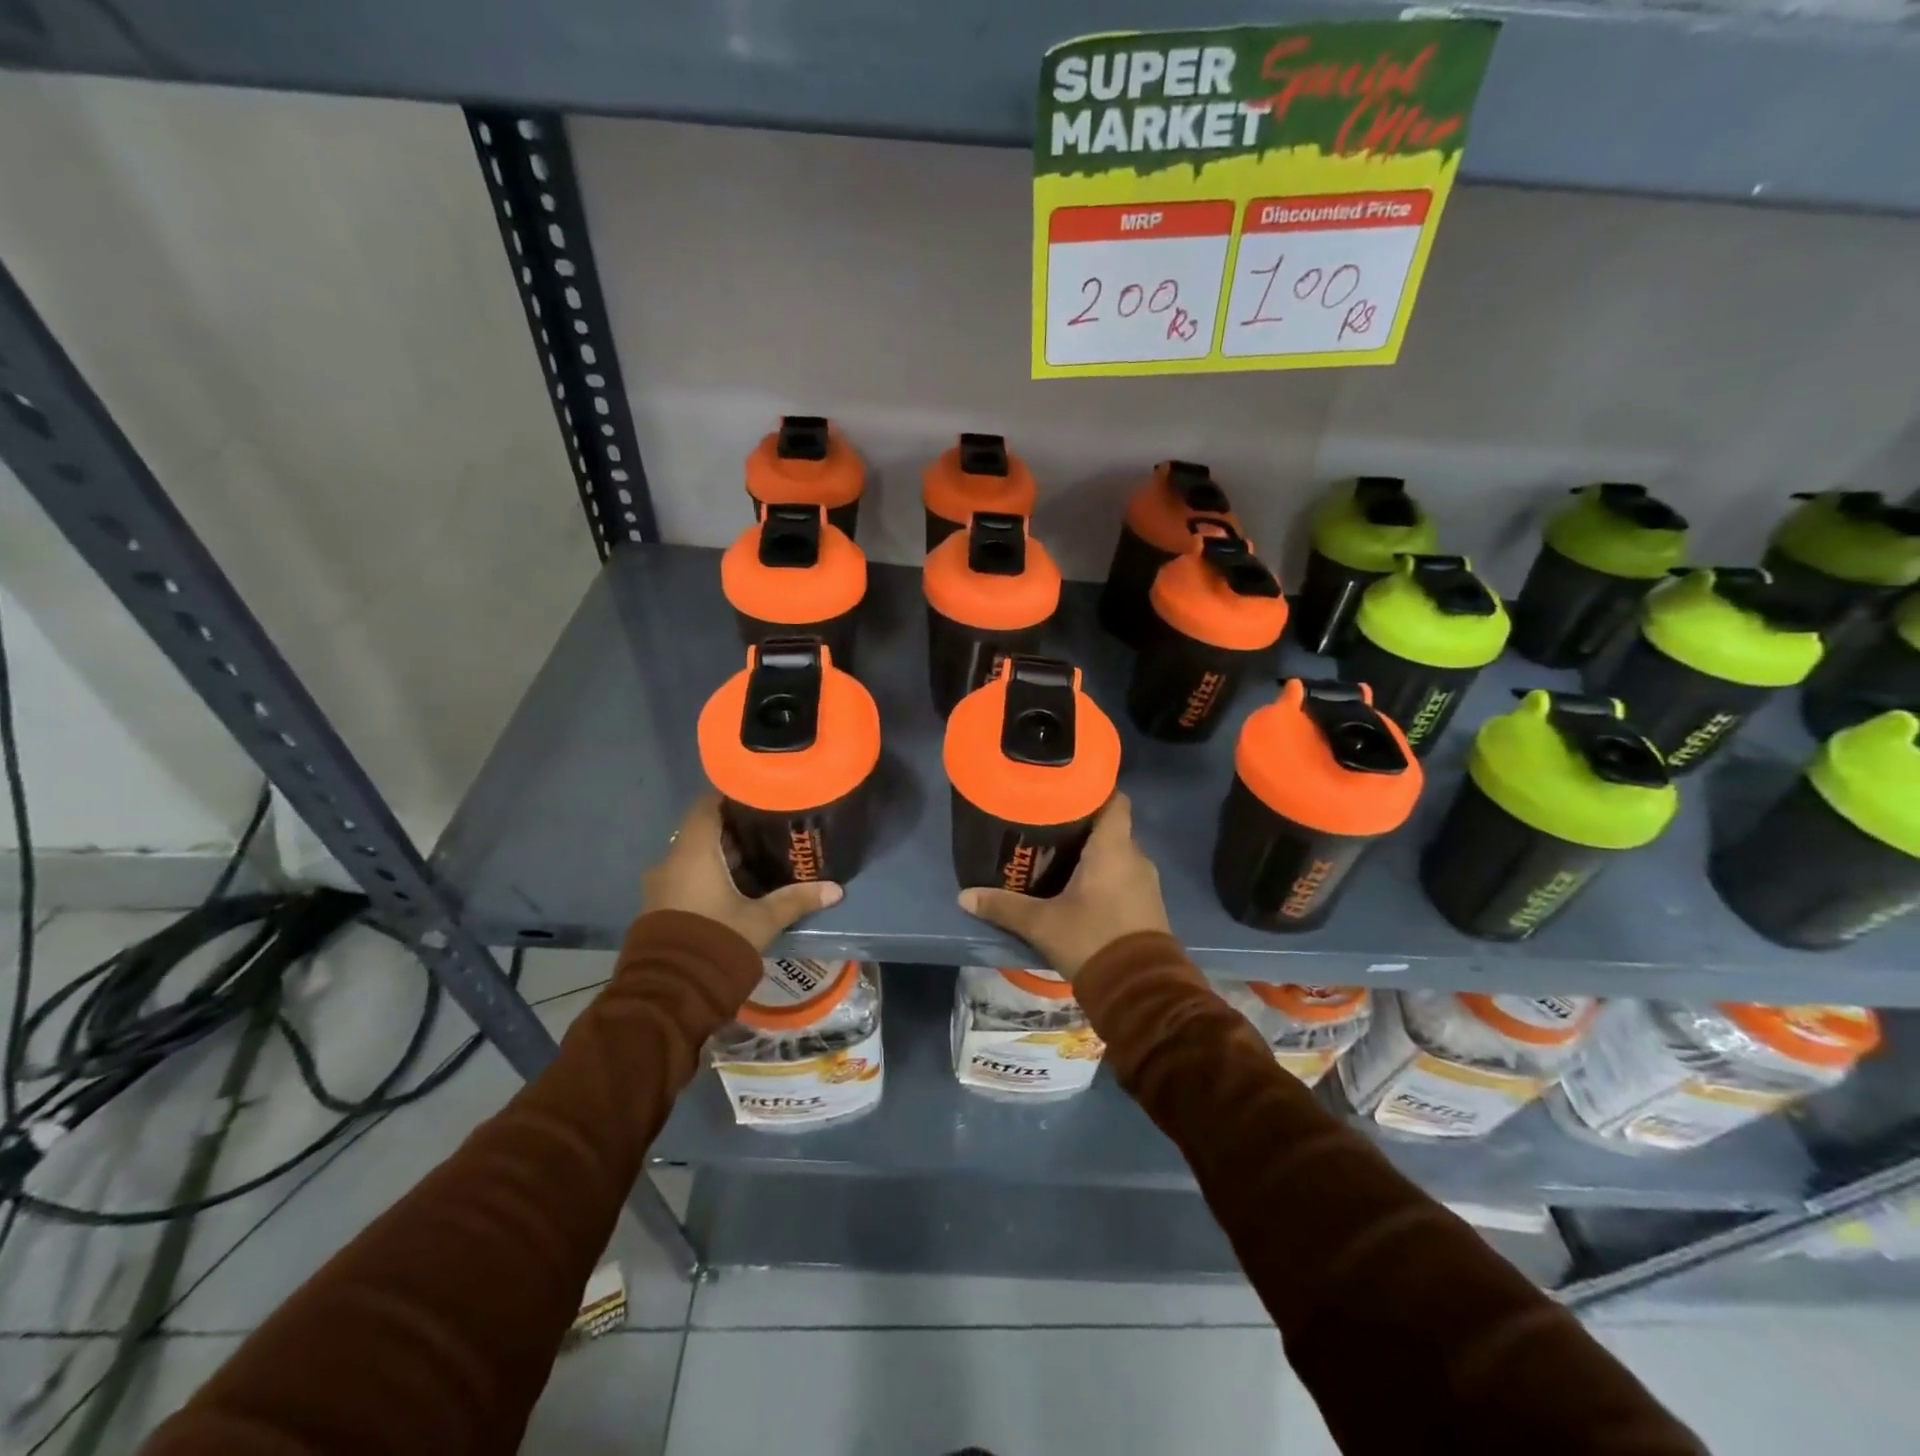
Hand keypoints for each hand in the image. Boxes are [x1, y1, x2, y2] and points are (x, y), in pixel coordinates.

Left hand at [643, 793, 842, 951]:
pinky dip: (709, 874)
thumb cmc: (716, 941)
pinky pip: (686, 877)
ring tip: (758, 856)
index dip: (731, 795)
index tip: (758, 794)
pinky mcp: (661, 906)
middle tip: (769, 827)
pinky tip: (736, 886)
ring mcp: (662, 885)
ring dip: (722, 855)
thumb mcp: (761, 920)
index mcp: (693, 852)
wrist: (670, 992)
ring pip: (694, 856)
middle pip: (703, 831)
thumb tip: (836, 889)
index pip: (707, 805)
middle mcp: (671, 861)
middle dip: (734, 829)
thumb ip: (795, 900)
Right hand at [957, 794, 1169, 980]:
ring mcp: (1147, 882)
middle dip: (1084, 827)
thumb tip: (964, 896)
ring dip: (1095, 855)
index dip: (1094, 791)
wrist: (1140, 991)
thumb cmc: (1091, 940)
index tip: (1066, 792)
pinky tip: (1080, 889)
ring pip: (1118, 855)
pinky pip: (1126, 877)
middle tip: (1049, 828)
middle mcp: (1135, 857)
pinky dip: (1106, 877)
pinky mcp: (1149, 906)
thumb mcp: (1041, 924)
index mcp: (1113, 848)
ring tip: (1060, 858)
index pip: (1115, 800)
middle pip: (1111, 828)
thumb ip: (1004, 907)